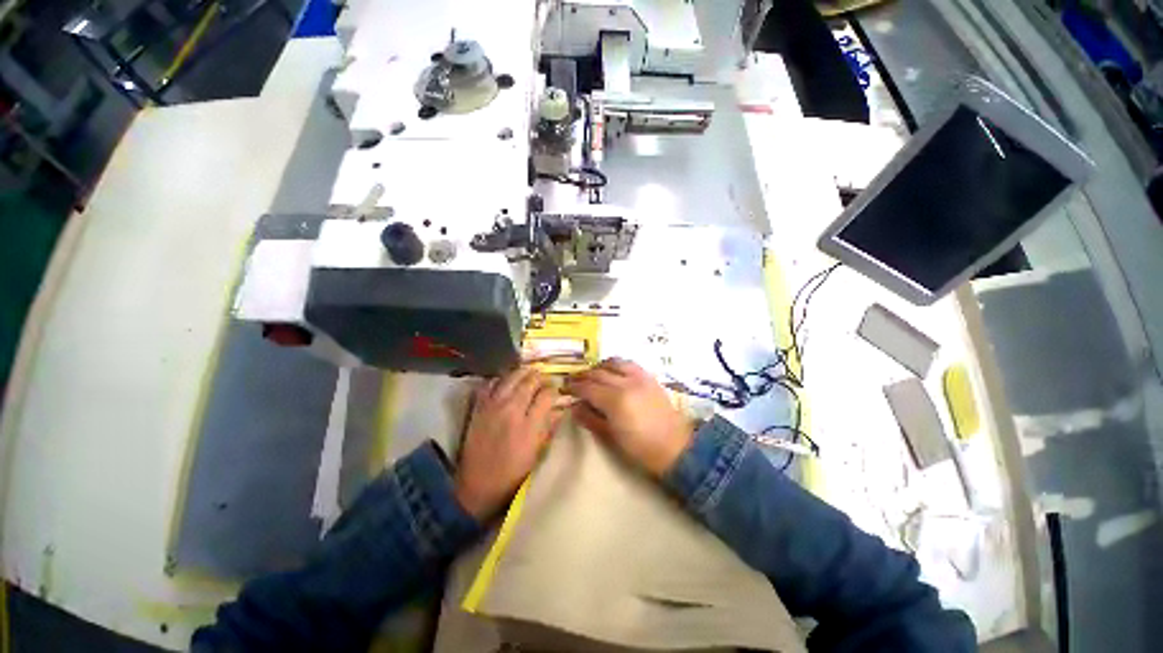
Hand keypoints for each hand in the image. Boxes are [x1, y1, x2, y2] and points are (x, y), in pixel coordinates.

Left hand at [455, 367, 561, 519]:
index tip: (556, 390)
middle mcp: (511, 410)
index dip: (553, 389)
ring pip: (509, 378)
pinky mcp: (478, 408)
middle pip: (529, 382)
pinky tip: (505, 380)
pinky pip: (488, 384)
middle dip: (539, 377)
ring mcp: (492, 407)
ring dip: (521, 373)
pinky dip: (499, 379)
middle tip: (544, 378)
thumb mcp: (537, 453)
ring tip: (528, 372)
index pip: (546, 395)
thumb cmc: (513, 474)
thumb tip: (560, 408)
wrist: (477, 485)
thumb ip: (549, 427)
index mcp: (529, 425)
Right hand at [564, 359, 693, 476]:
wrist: (675, 447)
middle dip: (582, 375)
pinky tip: (612, 371)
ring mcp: (639, 377)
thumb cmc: (641, 449)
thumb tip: (574, 407)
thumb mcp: (611, 437)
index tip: (564, 387)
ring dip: (598, 366)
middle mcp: (626, 383)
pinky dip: (616, 364)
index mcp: (615, 401)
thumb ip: (590, 419)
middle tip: (572, 380)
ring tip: (591, 374)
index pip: (587, 387)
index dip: (573, 386)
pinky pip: (628, 363)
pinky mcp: (649, 377)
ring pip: (613, 362)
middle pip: (598, 373)